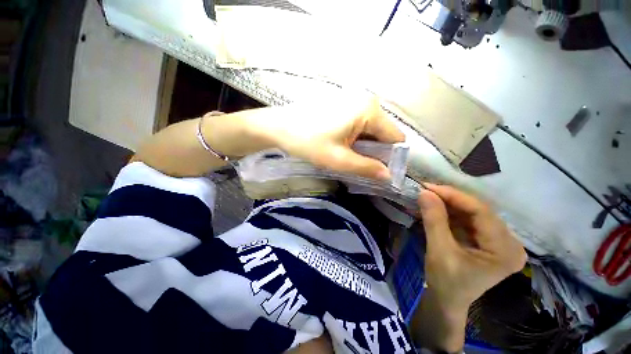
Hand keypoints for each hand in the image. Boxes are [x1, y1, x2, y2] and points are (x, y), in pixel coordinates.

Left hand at [134, 93, 403, 178]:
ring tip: (348, 157)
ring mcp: (354, 101)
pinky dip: (356, 139)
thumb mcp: (339, 159)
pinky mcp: (344, 105)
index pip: (395, 138)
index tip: (380, 172)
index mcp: (369, 111)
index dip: (391, 158)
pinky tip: (342, 146)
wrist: (278, 127)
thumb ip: (367, 168)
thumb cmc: (307, 141)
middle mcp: (366, 101)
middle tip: (360, 166)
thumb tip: (388, 177)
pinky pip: (359, 125)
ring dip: (364, 147)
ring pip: (370, 131)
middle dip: (375, 152)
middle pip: (383, 133)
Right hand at [418, 184, 526, 311]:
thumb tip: (424, 192)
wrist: (447, 301)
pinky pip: (469, 220)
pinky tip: (437, 208)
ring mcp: (500, 242)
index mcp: (505, 250)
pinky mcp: (488, 241)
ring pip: (473, 213)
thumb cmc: (446, 282)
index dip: (454, 196)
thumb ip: (433, 220)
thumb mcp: (439, 251)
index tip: (429, 187)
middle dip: (450, 199)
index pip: (481, 212)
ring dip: (450, 204)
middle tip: (426, 191)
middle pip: (479, 211)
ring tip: (429, 198)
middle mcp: (510, 243)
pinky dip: (451, 213)